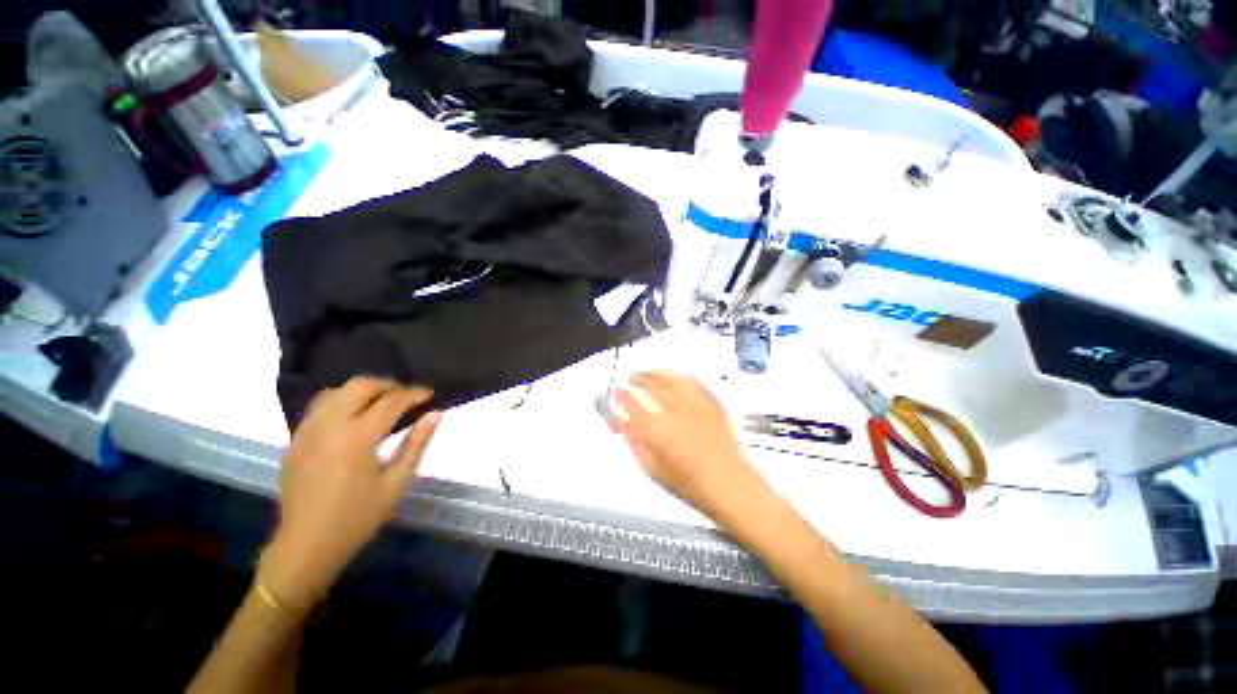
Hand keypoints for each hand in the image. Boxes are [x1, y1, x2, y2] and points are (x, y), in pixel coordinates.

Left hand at [261, 377, 440, 613]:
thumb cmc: (358, 517)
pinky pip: (319, 406)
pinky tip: (354, 416)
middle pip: (359, 386)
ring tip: (382, 403)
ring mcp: (307, 431)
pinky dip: (341, 400)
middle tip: (407, 397)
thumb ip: (416, 444)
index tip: (430, 394)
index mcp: (356, 439)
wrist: (306, 544)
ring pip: (336, 391)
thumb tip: (435, 414)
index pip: (390, 402)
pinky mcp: (295, 439)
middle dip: (388, 385)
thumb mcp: (397, 483)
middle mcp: (328, 427)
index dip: (413, 394)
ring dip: (363, 390)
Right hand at [611, 372, 764, 518]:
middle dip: (638, 380)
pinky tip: (675, 378)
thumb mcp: (653, 468)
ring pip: (671, 380)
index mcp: (658, 429)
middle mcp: (676, 413)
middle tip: (630, 379)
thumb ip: (635, 442)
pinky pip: (694, 384)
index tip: (614, 394)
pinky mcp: (711, 407)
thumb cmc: (691, 485)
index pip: (632, 404)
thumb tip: (624, 426)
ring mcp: (696, 407)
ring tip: (648, 373)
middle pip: (651, 386)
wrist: (728, 486)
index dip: (620, 397)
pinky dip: (680, 378)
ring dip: (657, 374)